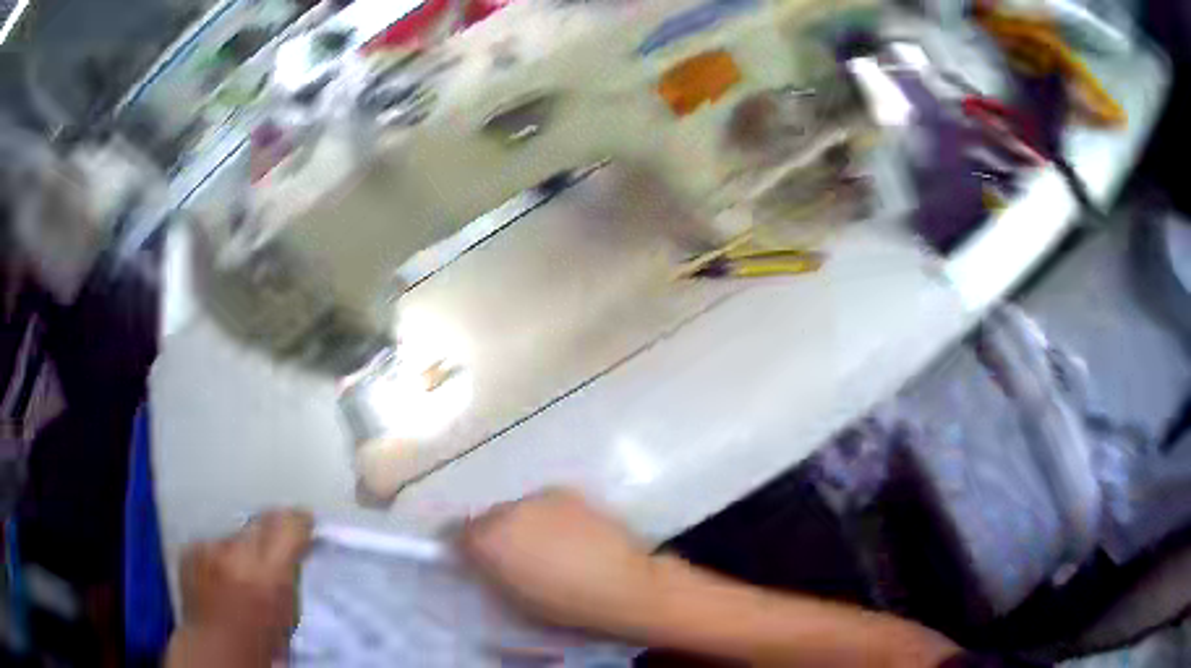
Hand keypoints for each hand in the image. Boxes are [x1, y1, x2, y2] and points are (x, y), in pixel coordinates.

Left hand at [168, 509, 313, 666]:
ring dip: (242, 548)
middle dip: (271, 531)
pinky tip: (220, 579)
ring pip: (236, 533)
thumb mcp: (288, 614)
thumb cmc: (259, 643)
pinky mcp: (191, 549)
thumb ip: (289, 578)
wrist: (215, 650)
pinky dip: (220, 556)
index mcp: (268, 574)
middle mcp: (237, 553)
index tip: (304, 524)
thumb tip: (294, 552)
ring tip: (241, 574)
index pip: (289, 525)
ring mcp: (209, 549)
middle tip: (275, 548)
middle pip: (261, 521)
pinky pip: (213, 543)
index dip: (299, 523)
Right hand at [460, 488, 663, 634]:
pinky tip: (568, 535)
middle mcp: (505, 511)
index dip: (462, 548)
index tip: (472, 561)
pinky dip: (547, 516)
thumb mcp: (512, 600)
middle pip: (486, 518)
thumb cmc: (562, 604)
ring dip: (520, 523)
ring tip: (545, 545)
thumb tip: (479, 561)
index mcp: (486, 540)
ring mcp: (537, 497)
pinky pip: (544, 504)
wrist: (620, 584)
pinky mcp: (566, 491)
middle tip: (512, 557)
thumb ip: (488, 574)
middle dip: (493, 534)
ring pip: (516, 509)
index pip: (455, 534)